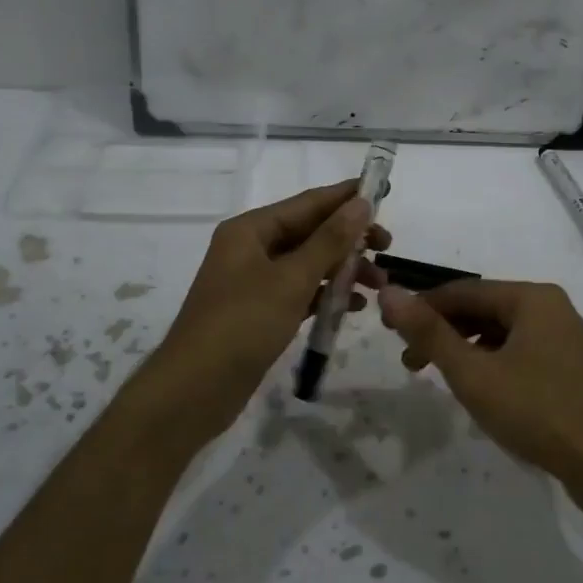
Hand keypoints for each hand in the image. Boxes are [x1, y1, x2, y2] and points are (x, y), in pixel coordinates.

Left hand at [158, 181, 390, 413]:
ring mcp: (254, 282)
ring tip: (378, 285)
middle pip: (309, 233)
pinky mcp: (259, 312)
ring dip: (342, 269)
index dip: (346, 197)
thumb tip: (361, 203)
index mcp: (250, 230)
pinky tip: (352, 306)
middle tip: (388, 248)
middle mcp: (250, 249)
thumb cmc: (243, 324)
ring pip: (308, 264)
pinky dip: (325, 295)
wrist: (194, 390)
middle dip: (349, 240)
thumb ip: (330, 241)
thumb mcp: (291, 279)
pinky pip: (300, 292)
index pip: (307, 203)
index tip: (384, 192)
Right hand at [378, 280, 582, 483]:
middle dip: (443, 332)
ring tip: (440, 378)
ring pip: (501, 332)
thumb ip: (429, 333)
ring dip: (465, 349)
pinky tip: (479, 389)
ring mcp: (565, 338)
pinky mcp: (571, 367)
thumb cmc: (538, 412)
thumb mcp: (474, 374)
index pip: (462, 291)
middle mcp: (551, 307)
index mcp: (531, 298)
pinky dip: (492, 363)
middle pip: (483, 309)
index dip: (422, 308)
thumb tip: (389, 292)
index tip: (389, 331)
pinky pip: (520, 351)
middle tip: (410, 363)